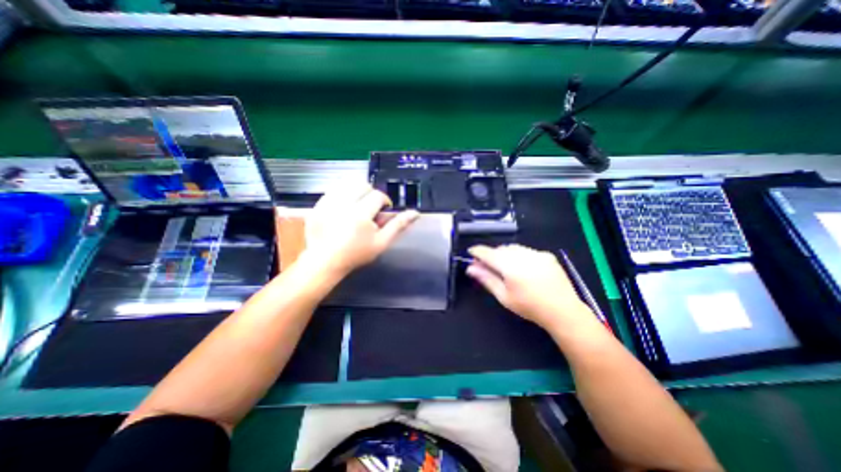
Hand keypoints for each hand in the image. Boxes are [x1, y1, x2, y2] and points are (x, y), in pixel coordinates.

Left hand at [303, 184, 419, 277]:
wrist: (325, 261)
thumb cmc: (356, 254)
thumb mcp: (381, 242)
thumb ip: (398, 225)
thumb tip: (415, 213)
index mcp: (361, 214)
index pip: (378, 195)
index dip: (384, 201)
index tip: (382, 212)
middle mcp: (343, 205)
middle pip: (362, 185)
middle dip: (370, 194)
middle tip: (369, 209)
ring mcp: (327, 204)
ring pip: (347, 184)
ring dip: (356, 192)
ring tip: (357, 207)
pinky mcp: (317, 205)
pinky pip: (333, 190)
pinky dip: (342, 195)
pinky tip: (343, 208)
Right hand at [466, 245, 589, 328]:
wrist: (563, 311)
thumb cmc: (529, 307)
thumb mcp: (503, 296)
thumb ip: (486, 279)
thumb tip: (470, 268)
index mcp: (510, 266)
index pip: (488, 253)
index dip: (477, 251)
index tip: (471, 252)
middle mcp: (523, 255)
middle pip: (500, 249)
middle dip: (492, 255)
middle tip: (488, 266)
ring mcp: (536, 253)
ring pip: (513, 248)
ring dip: (505, 254)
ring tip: (506, 268)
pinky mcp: (546, 255)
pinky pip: (527, 250)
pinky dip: (519, 256)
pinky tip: (524, 268)